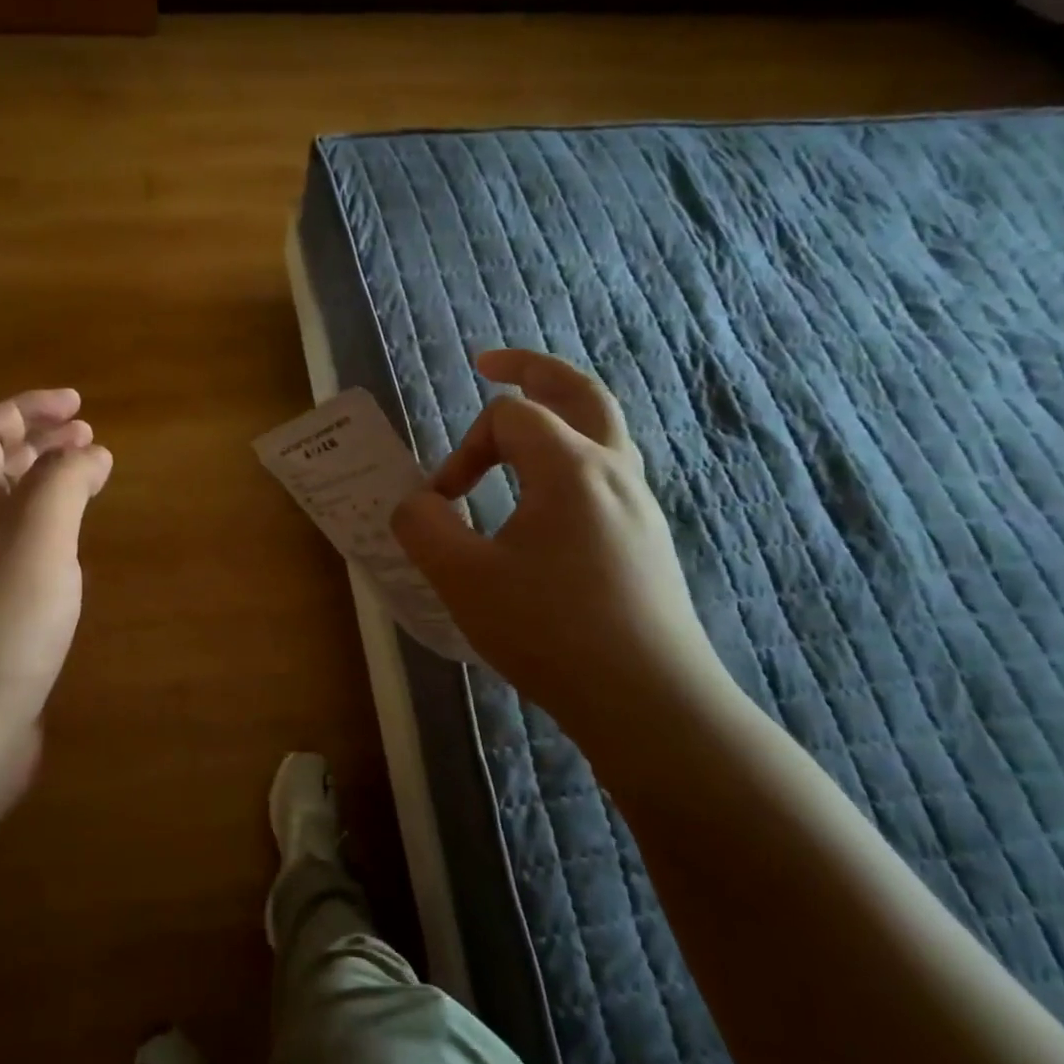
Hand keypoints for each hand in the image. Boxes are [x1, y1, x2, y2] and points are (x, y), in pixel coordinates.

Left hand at [0, 388, 111, 817]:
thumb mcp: (37, 538)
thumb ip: (63, 485)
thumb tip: (89, 450)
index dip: (26, 409)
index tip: (78, 405)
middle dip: (37, 446)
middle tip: (87, 438)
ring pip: (2, 521)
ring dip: (42, 493)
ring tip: (85, 487)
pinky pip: (15, 567)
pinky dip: (46, 546)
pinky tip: (69, 563)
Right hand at [392, 350, 728, 726]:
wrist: (647, 699)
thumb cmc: (550, 632)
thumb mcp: (462, 580)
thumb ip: (424, 528)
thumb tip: (416, 503)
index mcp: (568, 467)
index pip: (508, 418)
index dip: (463, 450)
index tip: (444, 504)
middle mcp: (612, 470)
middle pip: (578, 391)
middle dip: (530, 370)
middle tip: (492, 364)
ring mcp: (638, 504)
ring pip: (603, 429)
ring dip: (560, 410)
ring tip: (524, 420)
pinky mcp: (646, 538)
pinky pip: (608, 471)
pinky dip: (574, 454)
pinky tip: (550, 496)